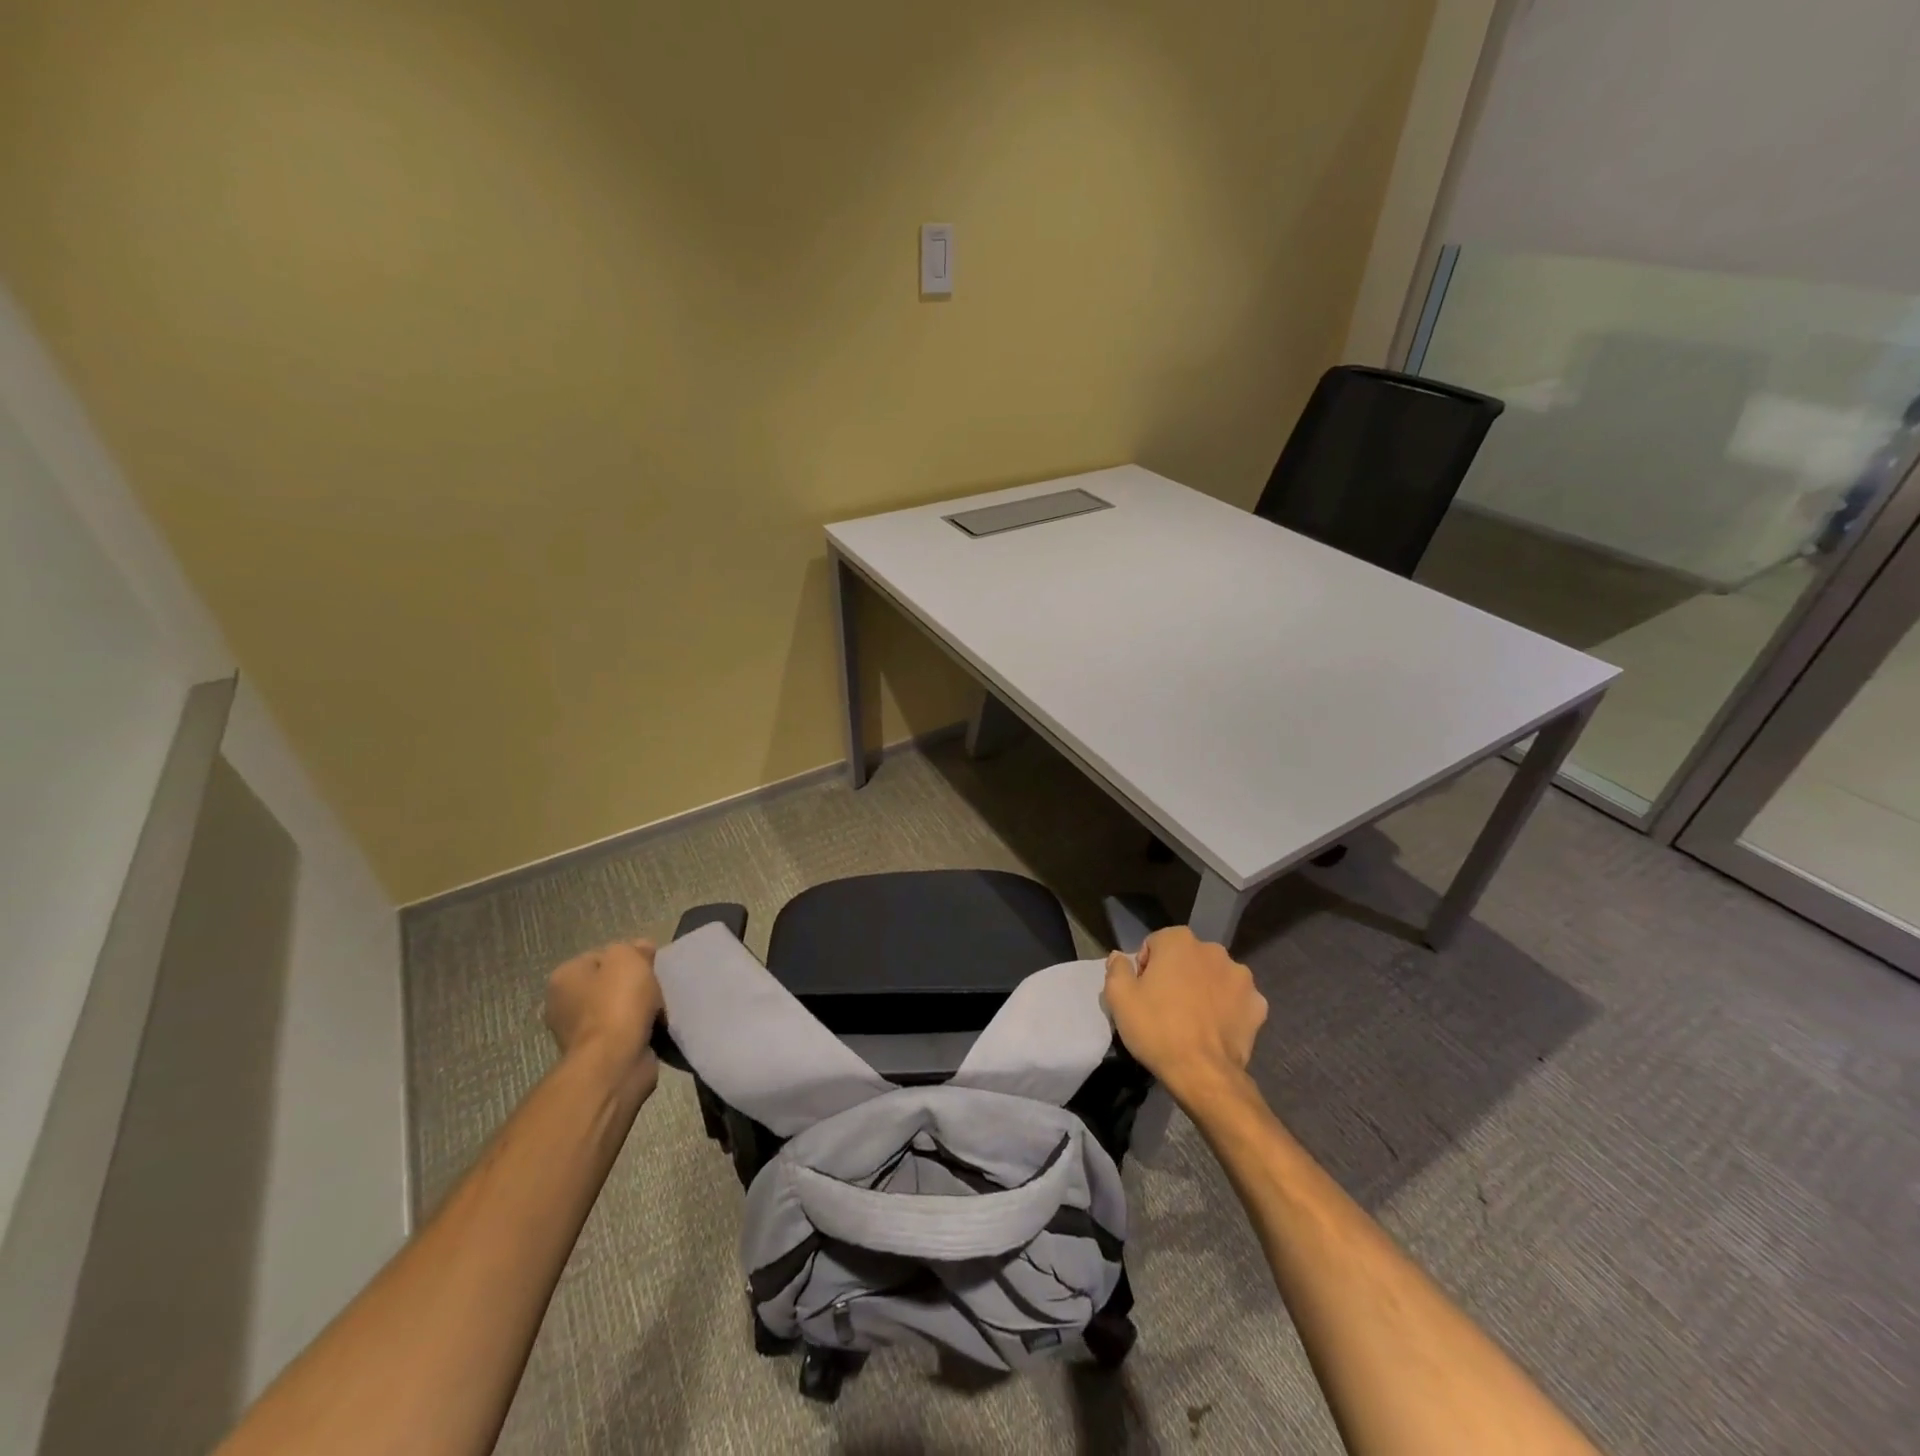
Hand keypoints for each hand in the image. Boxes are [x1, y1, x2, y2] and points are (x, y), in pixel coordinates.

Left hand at [544, 940, 662, 1098]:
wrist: (615, 1061)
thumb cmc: (617, 1003)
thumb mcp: (627, 959)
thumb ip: (633, 948)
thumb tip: (641, 949)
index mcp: (564, 977)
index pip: (601, 956)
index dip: (629, 958)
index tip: (648, 967)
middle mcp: (563, 1004)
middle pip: (609, 983)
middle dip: (634, 985)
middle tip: (655, 989)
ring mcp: (577, 1032)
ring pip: (618, 1008)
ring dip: (639, 1008)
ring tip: (658, 1010)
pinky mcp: (596, 1054)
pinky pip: (623, 1031)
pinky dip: (639, 1030)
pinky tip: (653, 1029)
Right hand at [1104, 927, 1267, 1100]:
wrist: (1202, 1074)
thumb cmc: (1157, 1028)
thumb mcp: (1119, 998)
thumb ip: (1117, 968)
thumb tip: (1119, 957)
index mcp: (1179, 941)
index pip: (1156, 944)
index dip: (1146, 967)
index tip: (1144, 992)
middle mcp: (1214, 950)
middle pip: (1187, 958)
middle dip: (1177, 974)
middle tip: (1166, 1006)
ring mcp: (1241, 977)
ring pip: (1214, 977)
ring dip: (1204, 989)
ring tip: (1193, 1020)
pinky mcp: (1258, 1004)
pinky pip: (1237, 1000)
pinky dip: (1228, 1009)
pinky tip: (1216, 1029)